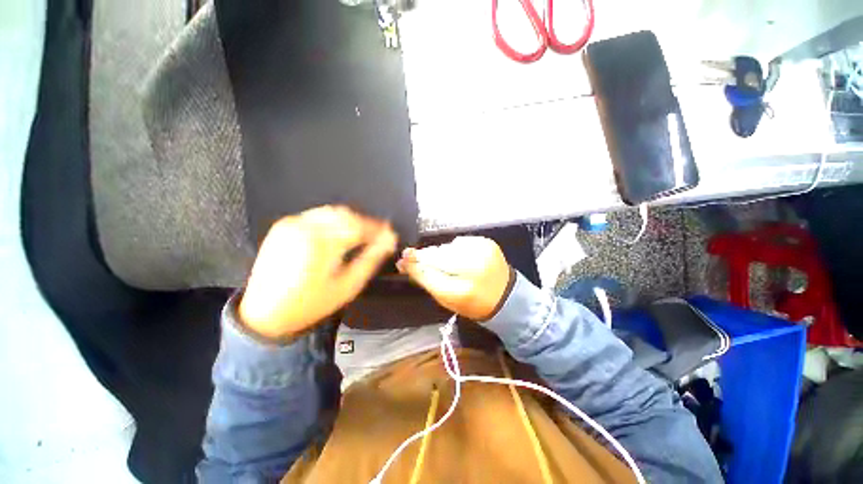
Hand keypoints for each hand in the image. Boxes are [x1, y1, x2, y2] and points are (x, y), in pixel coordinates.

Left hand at [239, 206, 396, 339]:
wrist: (265, 313)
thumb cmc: (309, 304)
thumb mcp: (347, 286)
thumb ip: (370, 260)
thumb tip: (388, 242)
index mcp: (322, 243)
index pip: (359, 226)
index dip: (378, 228)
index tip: (389, 233)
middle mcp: (305, 227)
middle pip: (346, 214)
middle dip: (365, 222)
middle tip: (376, 235)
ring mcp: (292, 224)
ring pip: (331, 212)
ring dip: (350, 220)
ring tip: (360, 235)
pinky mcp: (283, 226)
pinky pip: (316, 216)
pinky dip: (332, 221)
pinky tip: (338, 234)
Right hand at [396, 237, 511, 320]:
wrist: (505, 297)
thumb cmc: (471, 303)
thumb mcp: (446, 298)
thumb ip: (425, 279)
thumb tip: (405, 262)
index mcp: (462, 289)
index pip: (430, 271)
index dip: (415, 263)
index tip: (403, 259)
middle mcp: (473, 267)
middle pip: (438, 255)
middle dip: (428, 257)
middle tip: (420, 260)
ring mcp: (482, 251)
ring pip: (448, 247)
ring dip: (442, 254)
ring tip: (448, 264)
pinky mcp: (487, 242)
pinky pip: (460, 242)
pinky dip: (456, 249)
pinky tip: (461, 259)